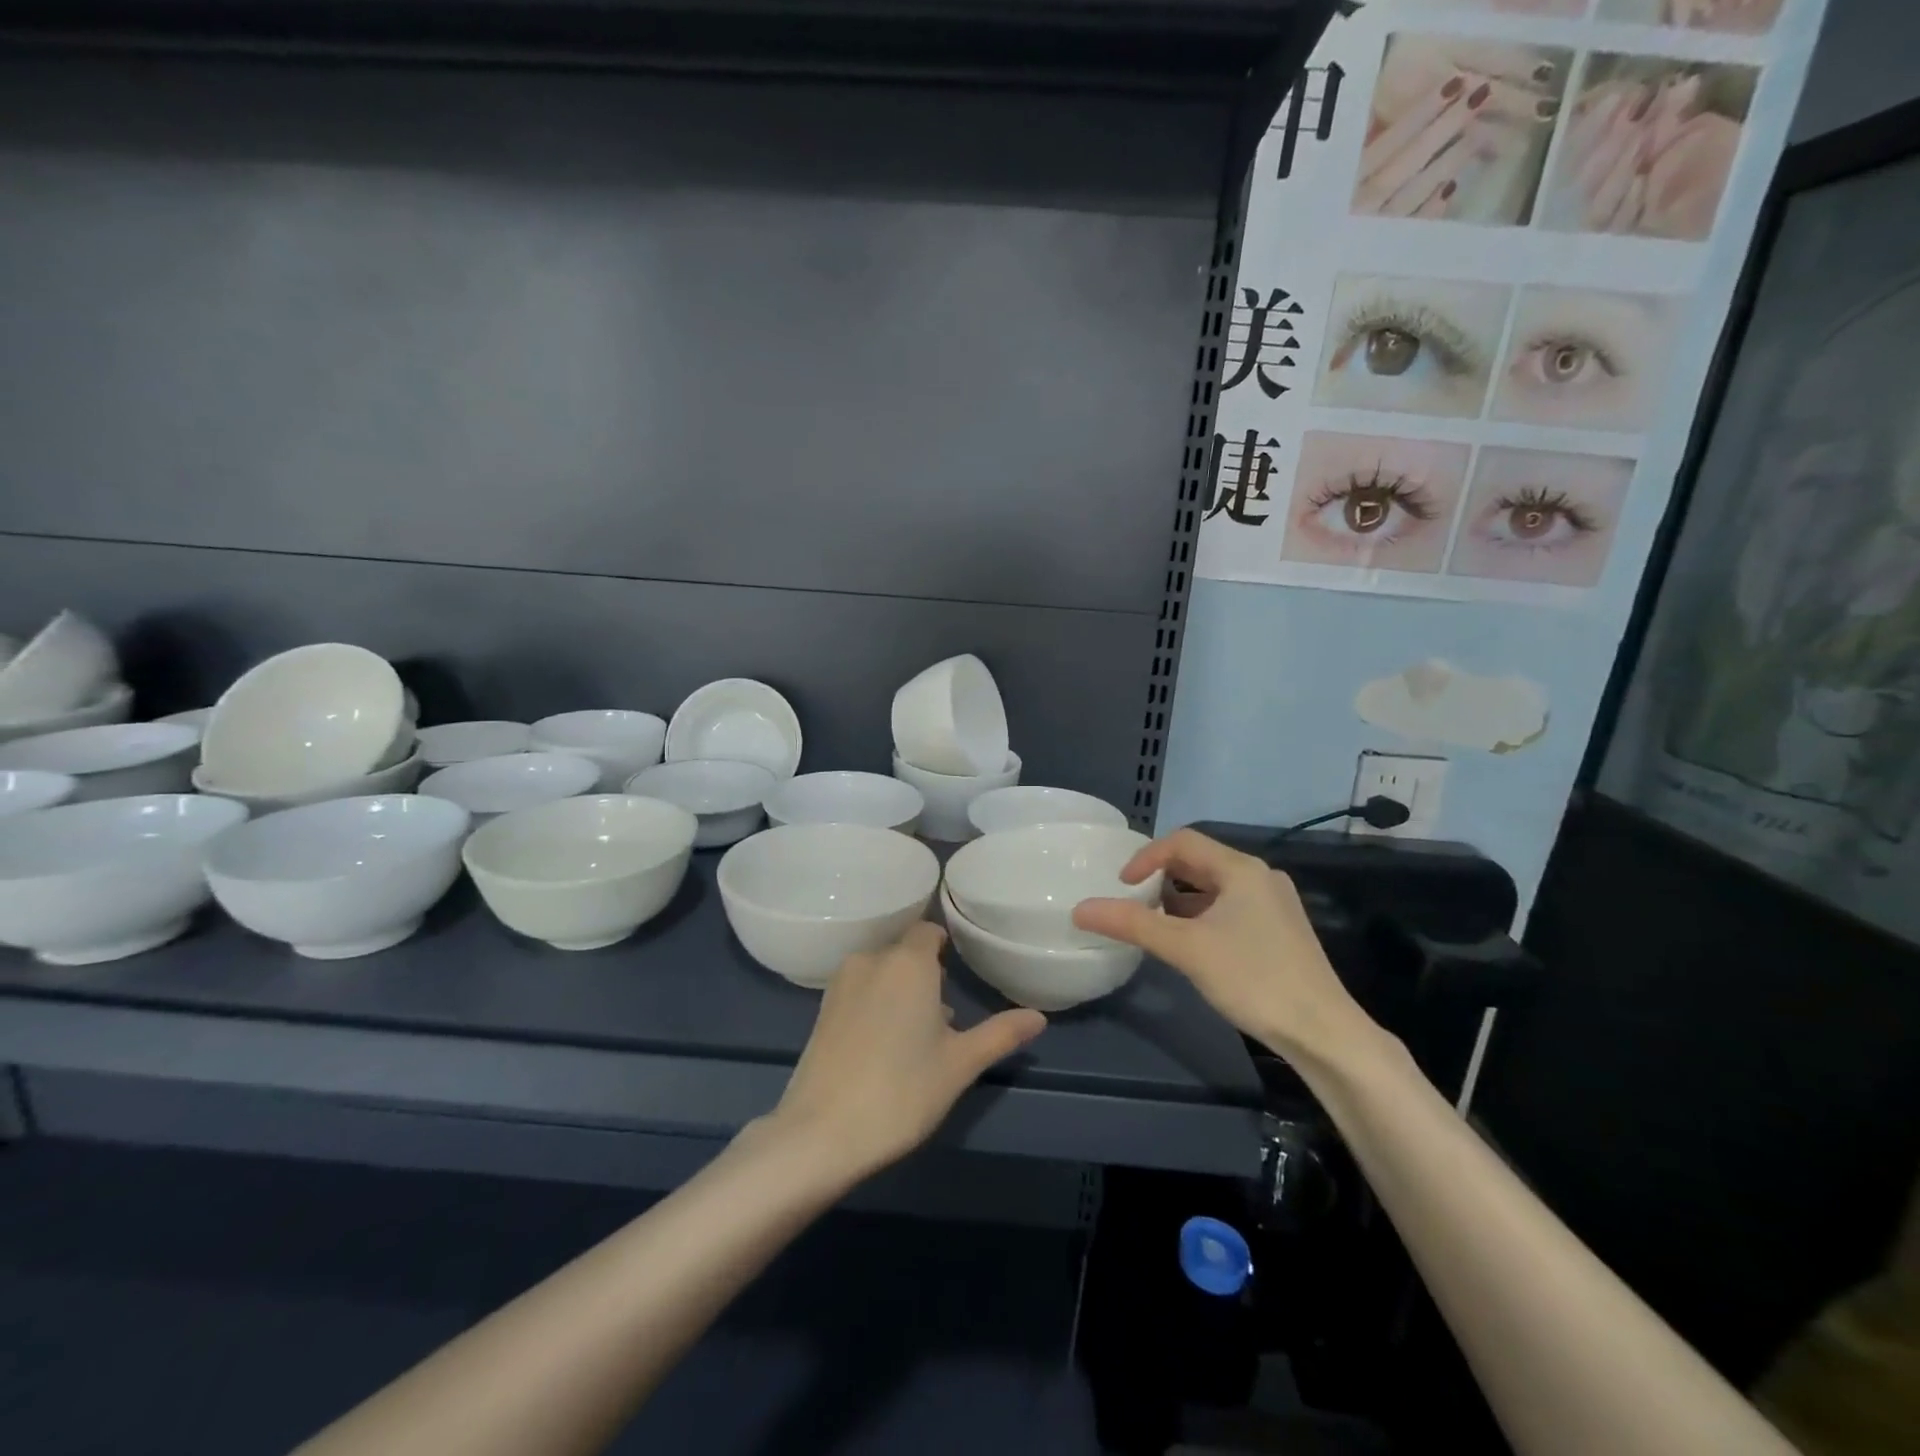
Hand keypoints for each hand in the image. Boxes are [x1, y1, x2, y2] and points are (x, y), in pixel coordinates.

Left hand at [771, 922, 1045, 1181]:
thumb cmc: (902, 1091)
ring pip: (881, 971)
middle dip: (927, 974)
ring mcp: (841, 983)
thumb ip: (1001, 1034)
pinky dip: (876, 1002)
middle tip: (947, 1014)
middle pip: (905, 952)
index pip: (930, 931)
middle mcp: (872, 960)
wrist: (821, 1133)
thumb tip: (1039, 1016)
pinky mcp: (821, 1009)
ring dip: (901, 990)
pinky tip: (885, 1045)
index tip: (962, 971)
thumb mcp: (960, 1064)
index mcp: (908, 962)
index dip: (947, 946)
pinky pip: (859, 989)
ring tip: (918, 1035)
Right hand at [1073, 829, 1380, 1069]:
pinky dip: (1201, 916)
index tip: (1121, 886)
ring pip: (1214, 888)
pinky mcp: (1279, 930)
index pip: (1182, 842)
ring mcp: (1273, 904)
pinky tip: (1189, 944)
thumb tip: (1080, 909)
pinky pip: (1229, 908)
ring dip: (1180, 899)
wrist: (1323, 1032)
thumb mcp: (1186, 948)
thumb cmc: (1253, 979)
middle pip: (1199, 862)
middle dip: (1161, 878)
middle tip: (1133, 903)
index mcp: (1241, 869)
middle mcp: (1259, 877)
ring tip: (1154, 925)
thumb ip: (1132, 924)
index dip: (1145, 857)